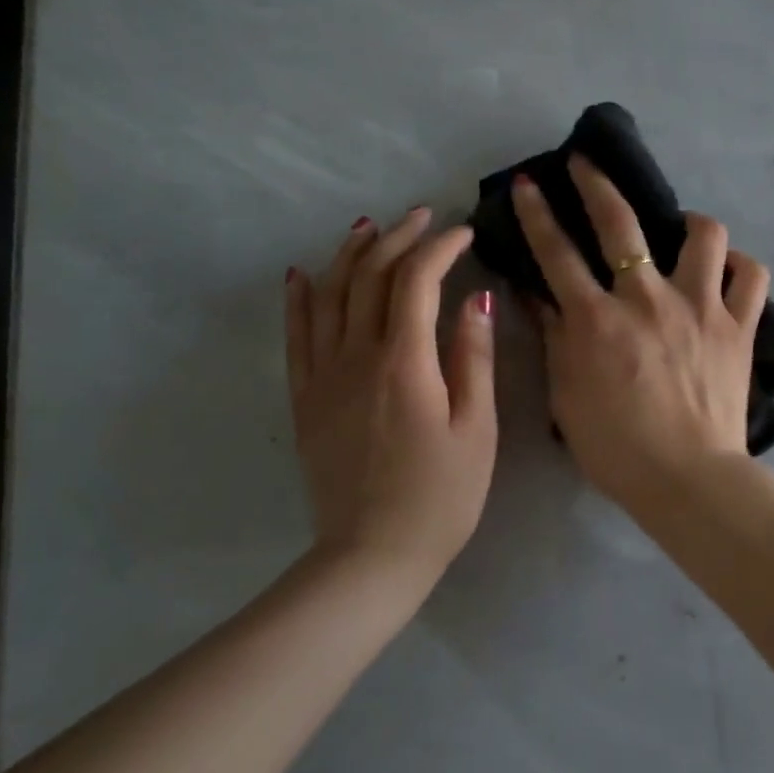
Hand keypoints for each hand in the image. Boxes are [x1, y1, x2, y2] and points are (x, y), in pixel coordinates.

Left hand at [285, 208, 496, 582]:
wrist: (373, 554)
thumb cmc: (441, 496)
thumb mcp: (477, 430)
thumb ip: (473, 358)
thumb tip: (476, 298)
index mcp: (405, 362)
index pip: (416, 280)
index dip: (439, 248)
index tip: (463, 233)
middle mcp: (356, 357)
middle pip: (370, 277)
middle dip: (397, 239)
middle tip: (422, 218)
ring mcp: (323, 376)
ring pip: (330, 296)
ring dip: (350, 255)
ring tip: (368, 227)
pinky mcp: (306, 399)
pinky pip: (296, 336)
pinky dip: (300, 299)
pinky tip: (303, 274)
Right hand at [513, 157, 768, 506]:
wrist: (688, 478)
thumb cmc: (617, 447)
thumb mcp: (566, 396)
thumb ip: (553, 338)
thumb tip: (537, 295)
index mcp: (598, 320)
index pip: (557, 253)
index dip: (538, 215)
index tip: (530, 185)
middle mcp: (648, 299)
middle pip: (621, 223)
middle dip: (597, 184)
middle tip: (586, 164)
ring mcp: (700, 307)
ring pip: (704, 234)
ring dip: (689, 222)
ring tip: (682, 229)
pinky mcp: (739, 326)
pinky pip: (751, 276)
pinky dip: (738, 266)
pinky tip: (725, 271)